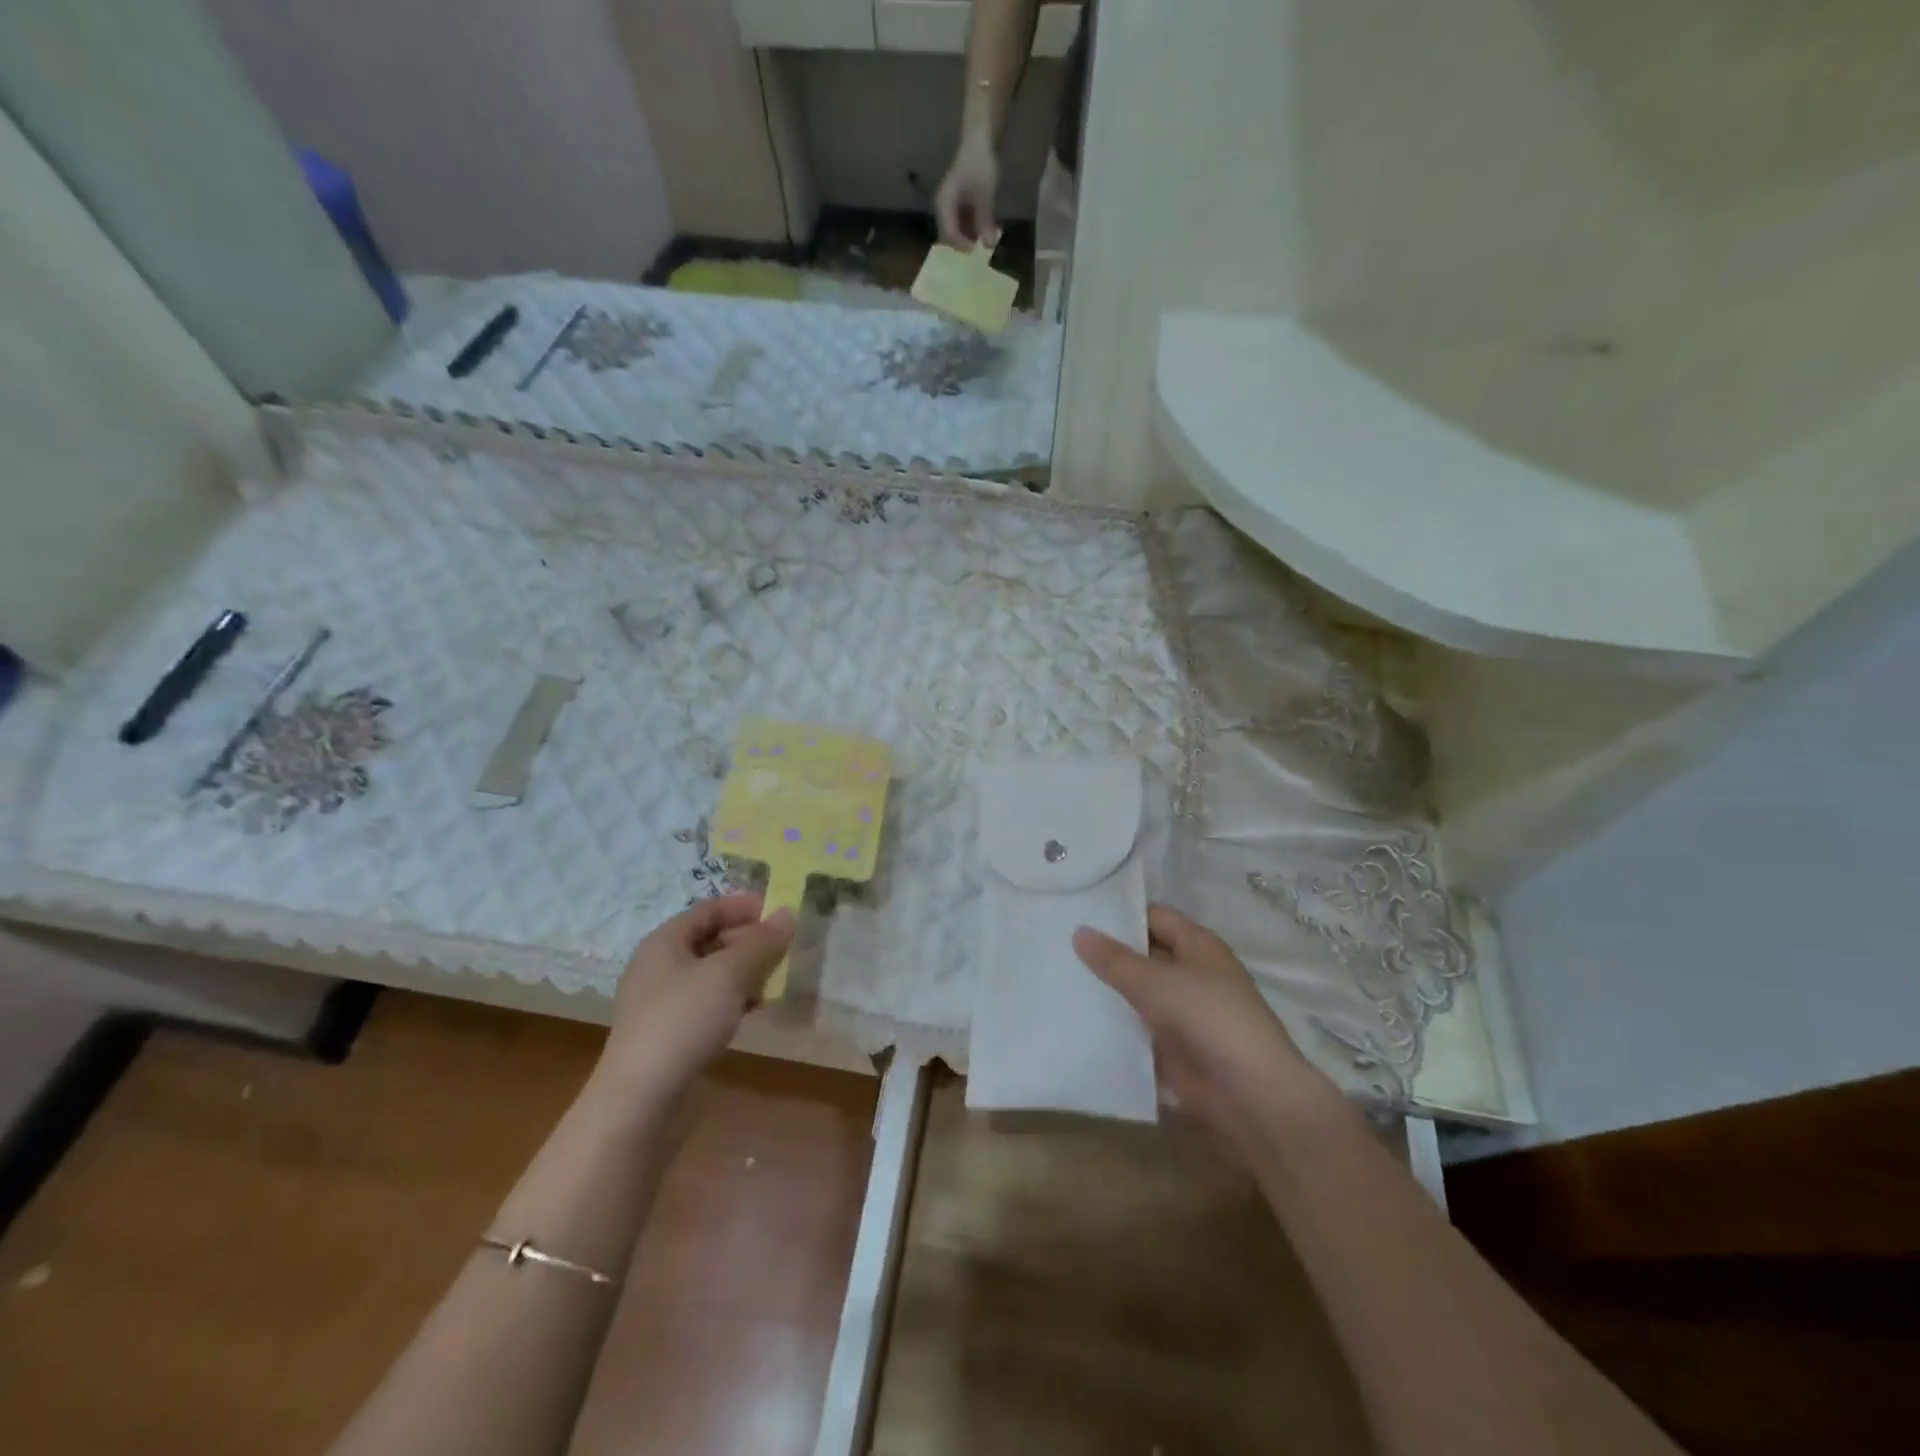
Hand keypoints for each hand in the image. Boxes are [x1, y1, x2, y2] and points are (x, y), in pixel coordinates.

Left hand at [598, 894, 794, 1100]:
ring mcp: (664, 1003)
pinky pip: (709, 1003)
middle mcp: (660, 967)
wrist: (642, 1100)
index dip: (743, 906)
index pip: (707, 910)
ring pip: (712, 974)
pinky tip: (756, 1009)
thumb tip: (789, 913)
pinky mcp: (672, 1034)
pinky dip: (734, 999)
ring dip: (745, 971)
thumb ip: (761, 942)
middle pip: (710, 940)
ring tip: (775, 978)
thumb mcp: (729, 974)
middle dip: (748, 940)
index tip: (778, 911)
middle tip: (783, 947)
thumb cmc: (684, 1021)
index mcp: (664, 943)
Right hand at [935, 132, 1000, 247]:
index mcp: (944, 205)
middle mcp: (943, 210)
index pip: (949, 234)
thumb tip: (988, 246)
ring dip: (971, 240)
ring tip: (985, 244)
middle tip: (981, 254)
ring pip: (958, 234)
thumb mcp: (984, 194)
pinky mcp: (959, 208)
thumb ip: (985, 220)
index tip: (977, 251)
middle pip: (950, 238)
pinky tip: (986, 234)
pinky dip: (974, 232)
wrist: (980, 141)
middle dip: (965, 246)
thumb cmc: (979, 164)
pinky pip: (964, 226)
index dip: (962, 246)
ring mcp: (951, 209)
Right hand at [1074, 906, 1333, 1141]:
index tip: (1077, 911)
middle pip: (1142, 956)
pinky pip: (1135, 1031)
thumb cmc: (1208, 1019)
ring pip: (1135, 995)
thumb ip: (1115, 959)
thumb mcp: (1156, 982)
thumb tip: (1078, 931)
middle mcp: (1191, 975)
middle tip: (1056, 945)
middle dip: (1106, 954)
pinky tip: (1073, 1021)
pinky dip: (1111, 1028)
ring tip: (1055, 979)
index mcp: (1197, 947)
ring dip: (1105, 992)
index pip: (1153, 917)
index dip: (1120, 913)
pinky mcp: (1171, 1050)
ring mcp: (1181, 1014)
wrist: (1249, 1096)